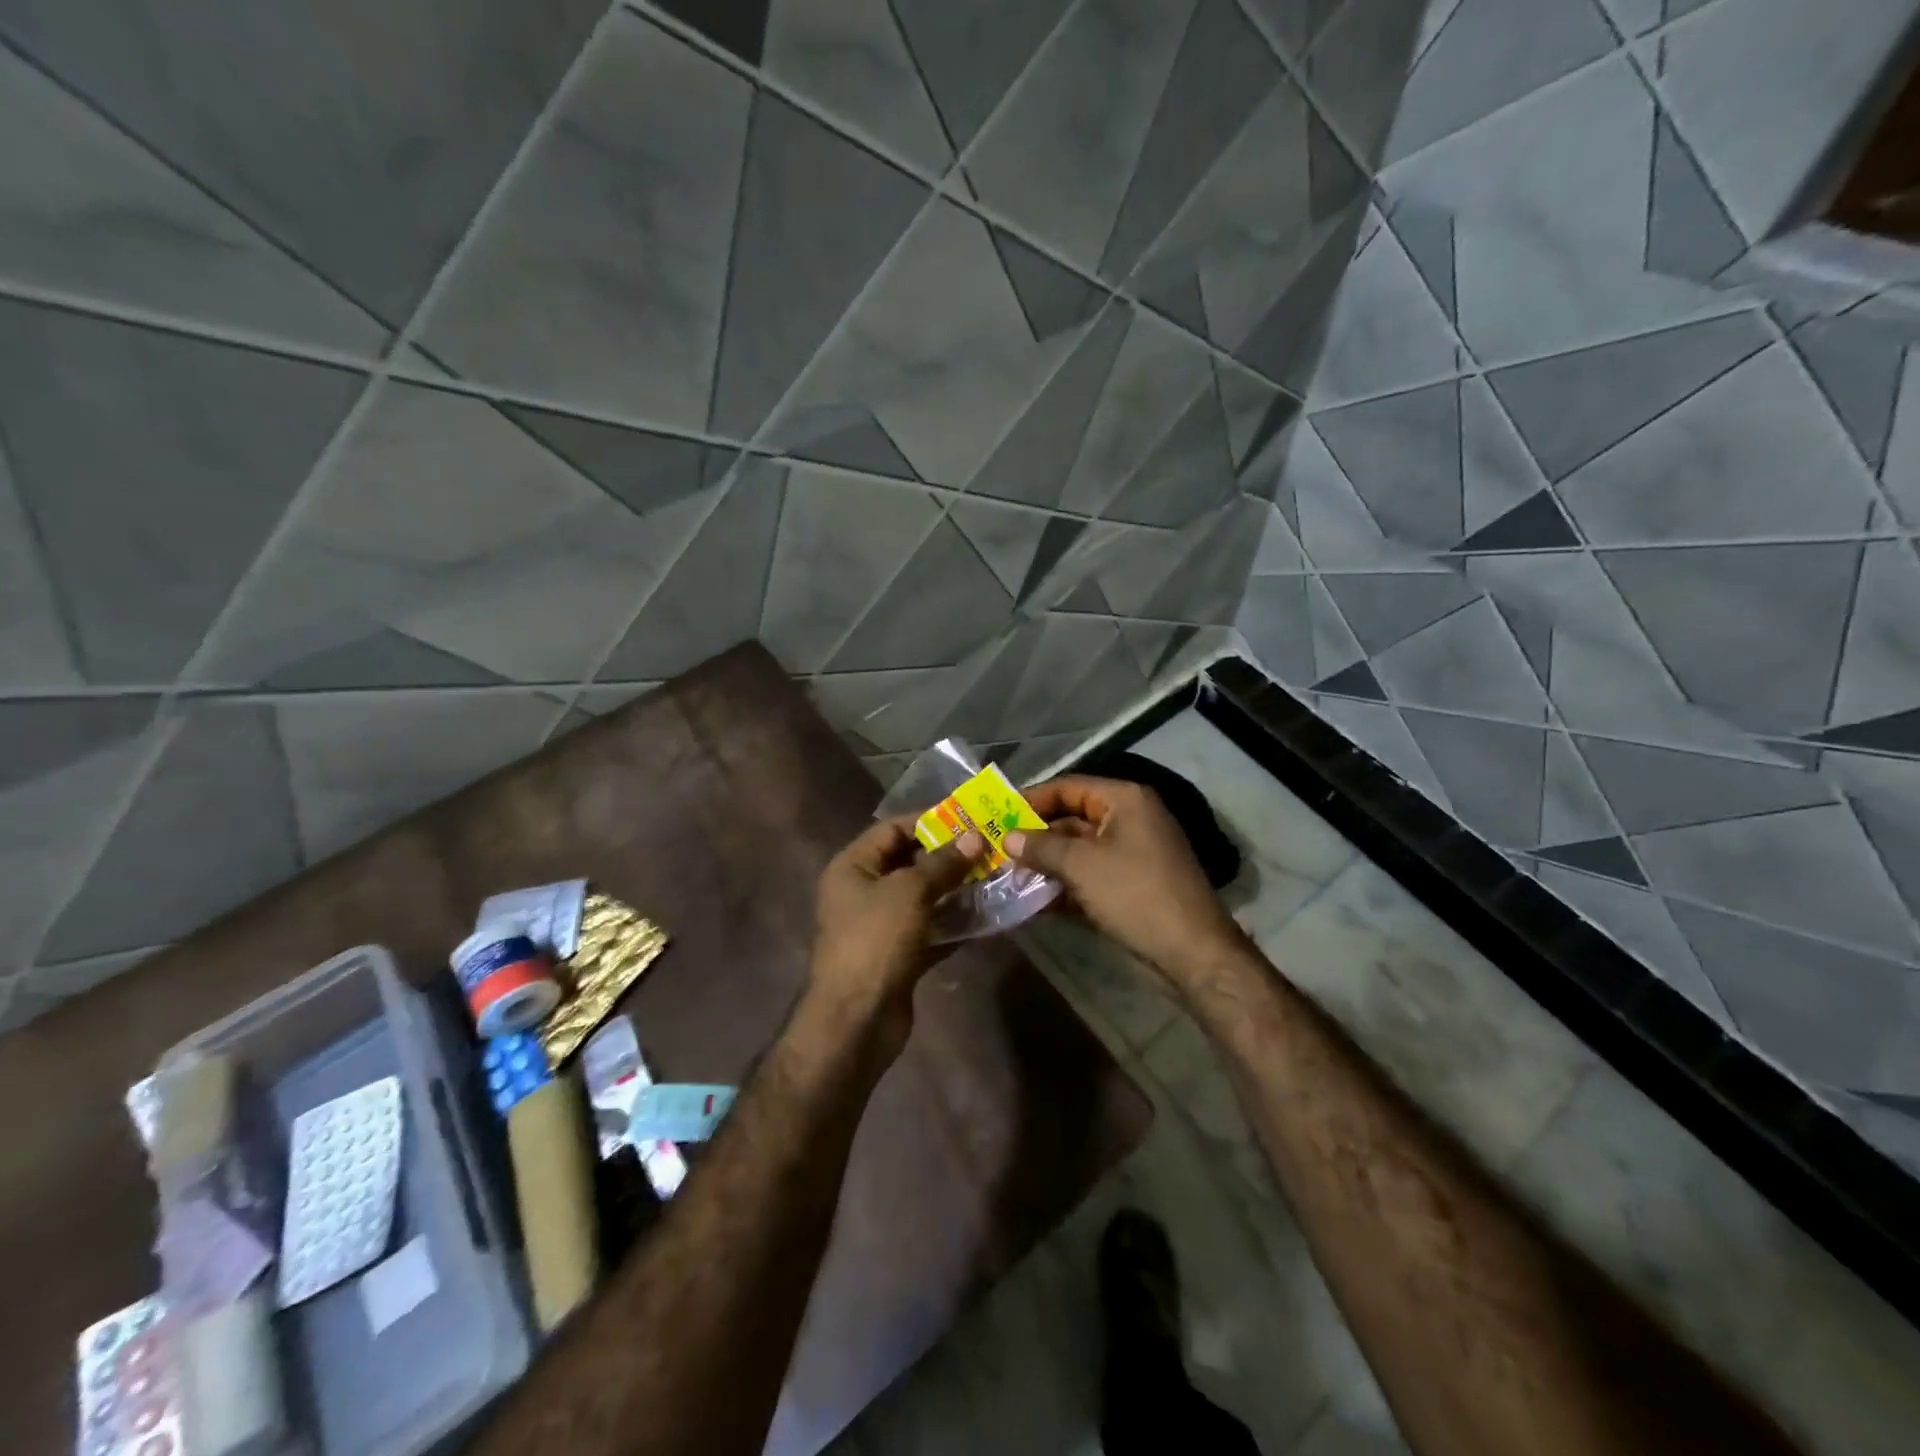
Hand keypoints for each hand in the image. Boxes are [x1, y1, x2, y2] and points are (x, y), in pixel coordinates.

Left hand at [808, 817, 985, 1054]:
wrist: (856, 1020)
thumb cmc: (876, 941)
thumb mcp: (910, 892)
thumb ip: (943, 863)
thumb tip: (975, 837)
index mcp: (853, 866)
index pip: (892, 829)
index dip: (929, 821)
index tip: (969, 818)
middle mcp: (863, 891)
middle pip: (909, 862)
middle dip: (948, 856)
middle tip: (989, 848)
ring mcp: (880, 925)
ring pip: (923, 897)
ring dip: (955, 889)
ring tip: (994, 877)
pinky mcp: (898, 955)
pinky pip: (930, 929)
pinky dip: (954, 923)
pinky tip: (986, 917)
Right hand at [1005, 775, 1244, 989]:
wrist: (1192, 951)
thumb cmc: (1135, 894)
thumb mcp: (1081, 866)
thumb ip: (1041, 847)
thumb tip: (1009, 838)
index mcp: (1124, 800)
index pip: (1068, 787)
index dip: (1031, 800)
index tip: (998, 816)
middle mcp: (1130, 818)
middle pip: (1072, 818)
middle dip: (1037, 837)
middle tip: (999, 851)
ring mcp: (1134, 852)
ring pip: (1080, 849)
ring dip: (1048, 863)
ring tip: (1009, 877)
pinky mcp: (1133, 883)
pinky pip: (1091, 874)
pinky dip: (1066, 883)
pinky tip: (1036, 901)